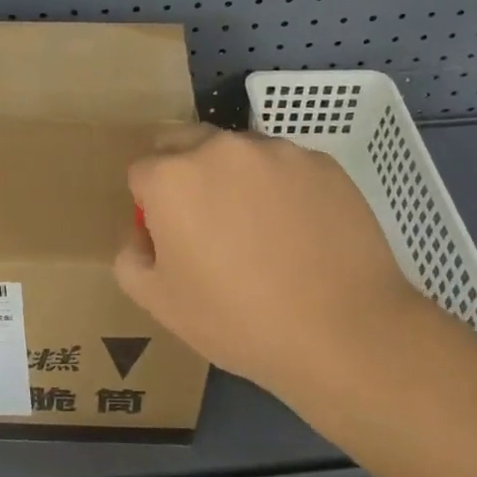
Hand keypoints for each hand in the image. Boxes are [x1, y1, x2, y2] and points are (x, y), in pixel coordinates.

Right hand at [114, 128, 424, 403]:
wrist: (345, 333)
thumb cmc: (240, 320)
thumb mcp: (160, 304)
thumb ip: (130, 258)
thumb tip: (142, 234)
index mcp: (171, 177)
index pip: (142, 172)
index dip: (150, 206)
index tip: (172, 239)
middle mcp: (219, 148)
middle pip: (184, 142)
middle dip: (184, 172)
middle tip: (208, 224)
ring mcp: (275, 150)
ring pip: (237, 151)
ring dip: (235, 177)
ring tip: (262, 231)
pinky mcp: (320, 161)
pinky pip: (285, 166)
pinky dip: (282, 188)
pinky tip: (301, 232)